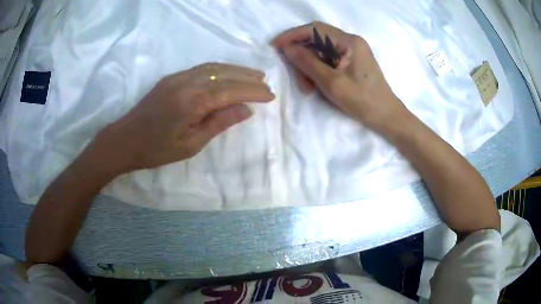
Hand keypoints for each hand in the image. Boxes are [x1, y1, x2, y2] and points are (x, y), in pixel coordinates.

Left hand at [94, 63, 274, 172]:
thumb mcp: (191, 144)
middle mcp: (187, 83)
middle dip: (247, 77)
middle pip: (225, 74)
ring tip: (252, 74)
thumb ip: (218, 123)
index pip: (231, 91)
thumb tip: (245, 109)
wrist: (125, 140)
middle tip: (265, 81)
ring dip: (235, 69)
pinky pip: (200, 68)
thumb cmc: (156, 149)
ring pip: (213, 67)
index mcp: (193, 102)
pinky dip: (219, 68)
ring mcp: (178, 78)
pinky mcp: (171, 78)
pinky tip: (227, 73)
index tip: (270, 95)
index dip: (253, 92)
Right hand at [273, 22, 406, 130]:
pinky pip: (329, 61)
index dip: (293, 35)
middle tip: (298, 79)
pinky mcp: (352, 62)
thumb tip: (287, 48)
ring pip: (321, 52)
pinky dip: (319, 71)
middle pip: (317, 41)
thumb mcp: (331, 82)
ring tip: (307, 88)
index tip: (276, 46)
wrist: (386, 116)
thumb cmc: (362, 100)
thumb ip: (308, 62)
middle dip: (303, 57)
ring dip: (309, 67)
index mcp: (349, 42)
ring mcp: (352, 52)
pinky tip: (316, 86)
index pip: (315, 29)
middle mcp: (351, 42)